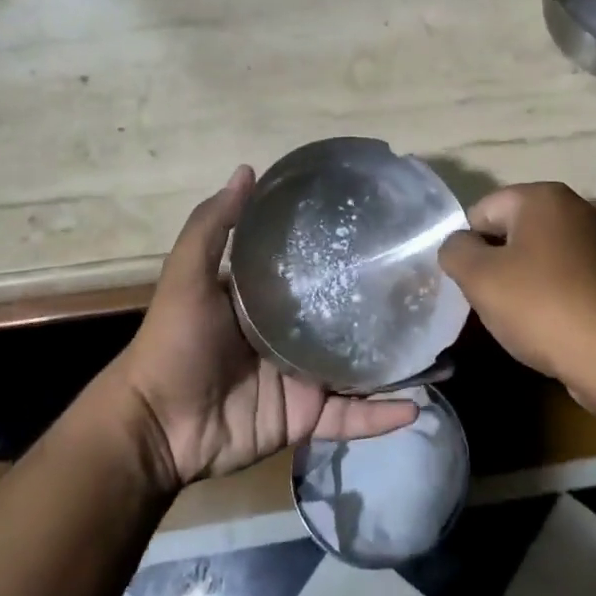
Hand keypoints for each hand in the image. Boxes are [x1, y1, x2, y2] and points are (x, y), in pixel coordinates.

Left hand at [117, 167, 419, 490]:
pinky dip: (379, 416)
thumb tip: (248, 169)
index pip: (314, 269)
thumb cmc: (173, 343)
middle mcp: (292, 334)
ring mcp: (303, 377)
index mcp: (268, 300)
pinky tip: (415, 405)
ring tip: (439, 348)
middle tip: (427, 290)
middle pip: (346, 318)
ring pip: (358, 368)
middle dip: (383, 308)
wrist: (157, 426)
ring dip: (394, 362)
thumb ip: (213, 226)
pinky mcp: (306, 417)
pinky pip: (350, 417)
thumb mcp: (187, 275)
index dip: (345, 253)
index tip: (386, 233)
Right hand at [438, 183, 595, 398]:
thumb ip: (454, 250)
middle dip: (493, 261)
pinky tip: (542, 322)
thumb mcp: (478, 276)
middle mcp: (573, 207)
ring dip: (518, 279)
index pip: (482, 210)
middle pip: (510, 230)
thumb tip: (457, 245)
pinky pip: (561, 275)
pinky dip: (546, 292)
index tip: (467, 281)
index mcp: (541, 196)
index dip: (467, 245)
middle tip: (486, 298)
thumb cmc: (538, 305)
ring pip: (535, 254)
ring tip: (514, 315)